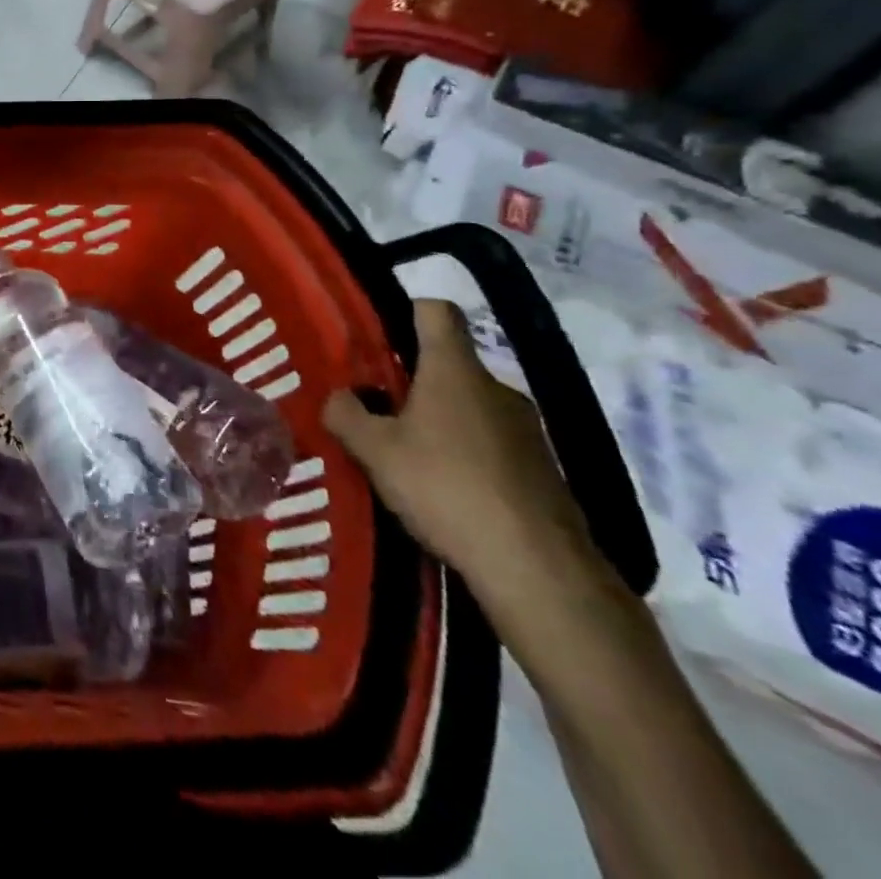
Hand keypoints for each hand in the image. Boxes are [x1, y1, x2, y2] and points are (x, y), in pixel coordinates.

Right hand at [324, 300, 602, 608]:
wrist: (538, 570)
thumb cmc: (446, 488)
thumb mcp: (374, 451)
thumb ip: (345, 414)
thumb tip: (339, 396)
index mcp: (454, 371)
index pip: (436, 311)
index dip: (407, 310)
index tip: (378, 334)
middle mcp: (495, 388)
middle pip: (448, 364)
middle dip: (411, 379)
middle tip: (374, 406)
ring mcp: (526, 430)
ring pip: (469, 406)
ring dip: (438, 419)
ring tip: (405, 453)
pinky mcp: (541, 469)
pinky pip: (491, 443)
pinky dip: (465, 454)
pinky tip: (444, 489)